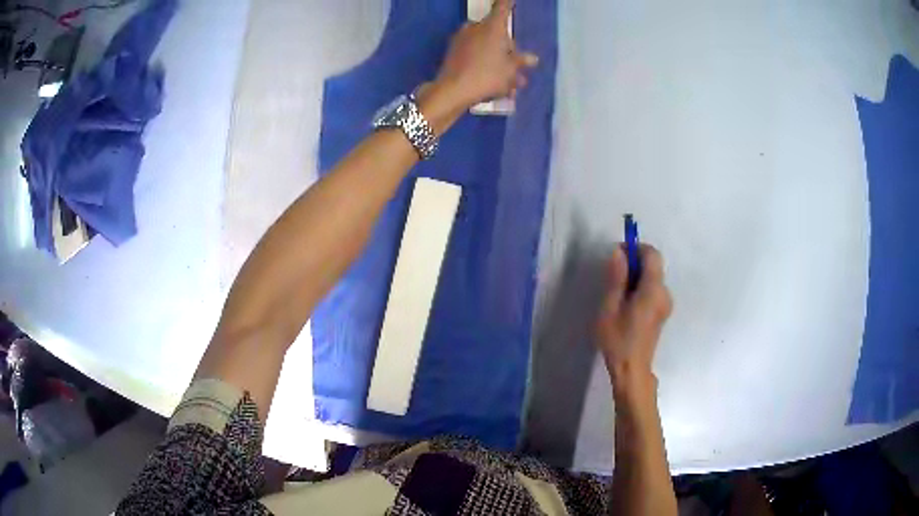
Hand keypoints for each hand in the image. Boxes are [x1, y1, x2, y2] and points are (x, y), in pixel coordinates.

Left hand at [434, 0, 538, 108]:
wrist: (452, 91)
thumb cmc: (487, 76)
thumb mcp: (510, 70)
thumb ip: (520, 61)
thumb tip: (532, 58)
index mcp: (492, 26)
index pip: (502, 7)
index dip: (508, 2)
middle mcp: (475, 28)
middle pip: (496, 32)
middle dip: (508, 48)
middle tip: (519, 67)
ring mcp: (462, 39)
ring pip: (486, 46)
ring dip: (499, 61)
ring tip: (511, 84)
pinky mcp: (453, 53)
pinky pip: (475, 55)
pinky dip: (485, 65)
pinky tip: (495, 86)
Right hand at [595, 245, 671, 393]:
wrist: (631, 370)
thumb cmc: (618, 339)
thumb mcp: (610, 307)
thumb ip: (616, 278)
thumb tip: (619, 252)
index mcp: (653, 290)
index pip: (652, 254)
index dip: (636, 248)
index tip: (617, 255)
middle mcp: (664, 293)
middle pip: (653, 266)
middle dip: (634, 263)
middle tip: (612, 277)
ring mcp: (665, 304)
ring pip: (652, 278)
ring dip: (636, 277)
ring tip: (616, 295)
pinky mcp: (662, 313)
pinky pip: (653, 290)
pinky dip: (640, 288)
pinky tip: (626, 306)